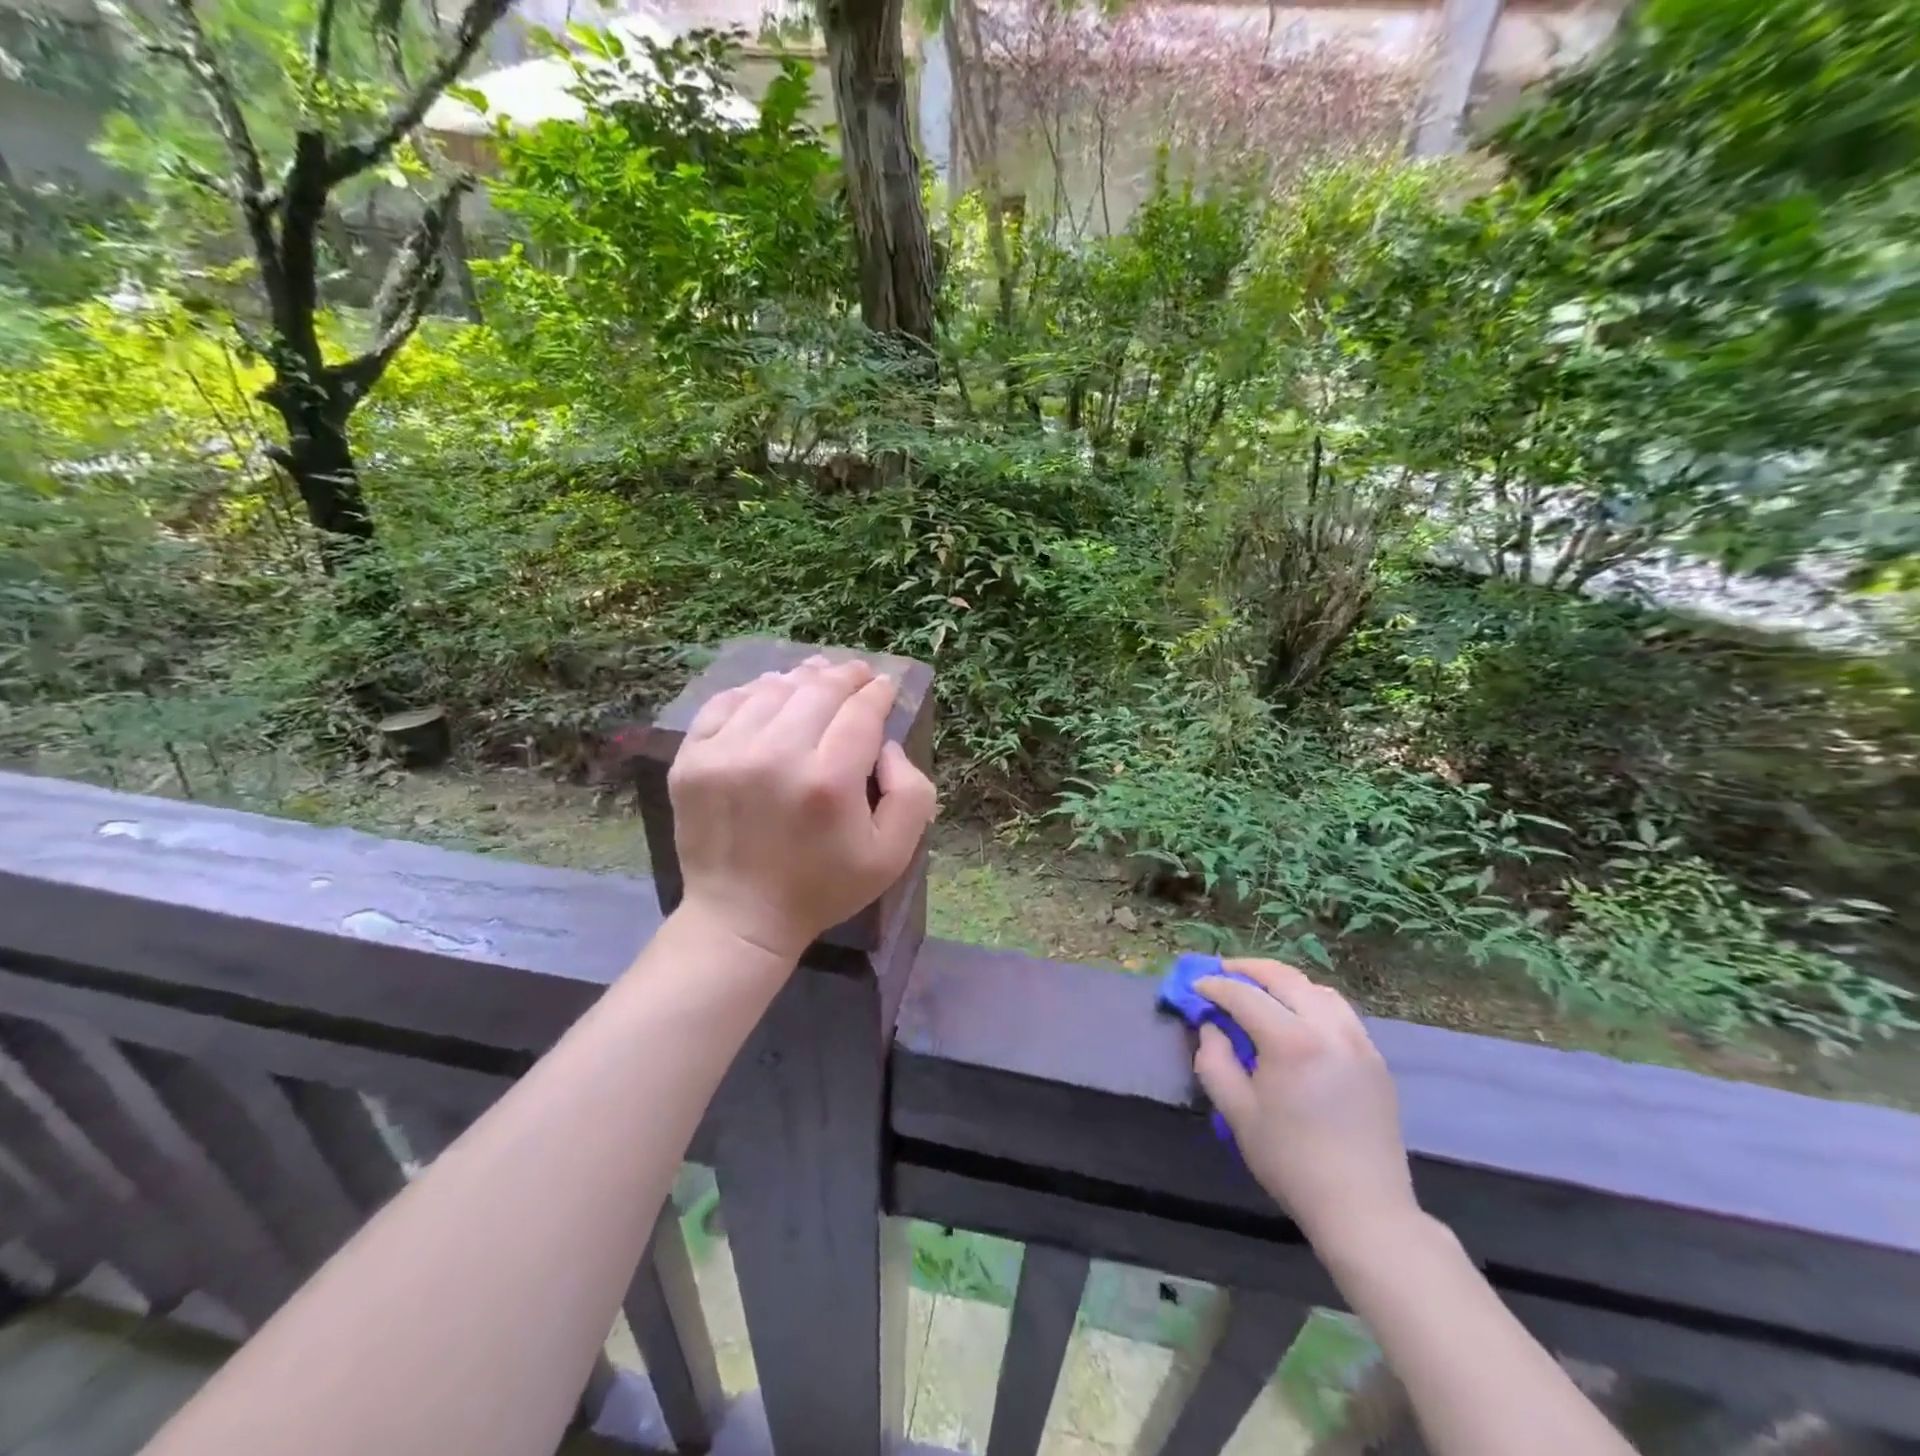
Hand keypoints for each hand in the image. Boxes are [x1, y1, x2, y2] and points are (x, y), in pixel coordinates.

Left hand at [667, 655, 937, 959]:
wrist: (740, 918)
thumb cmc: (823, 886)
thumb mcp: (893, 855)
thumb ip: (911, 793)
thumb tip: (887, 745)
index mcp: (829, 783)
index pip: (861, 711)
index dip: (878, 692)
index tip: (885, 685)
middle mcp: (776, 757)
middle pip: (818, 690)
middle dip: (846, 675)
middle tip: (857, 674)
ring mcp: (726, 754)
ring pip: (773, 689)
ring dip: (802, 678)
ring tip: (817, 678)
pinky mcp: (692, 759)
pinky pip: (727, 702)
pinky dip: (754, 691)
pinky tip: (771, 694)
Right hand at [1194, 959, 1419, 1252]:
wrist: (1364, 1209)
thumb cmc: (1291, 1161)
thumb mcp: (1237, 1112)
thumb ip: (1214, 1060)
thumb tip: (1212, 1027)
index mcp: (1292, 1041)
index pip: (1244, 995)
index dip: (1215, 986)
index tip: (1195, 986)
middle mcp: (1329, 1029)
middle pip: (1284, 977)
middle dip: (1248, 969)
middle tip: (1223, 973)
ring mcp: (1358, 1041)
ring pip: (1316, 989)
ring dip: (1283, 982)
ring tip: (1260, 991)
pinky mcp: (1375, 1059)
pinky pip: (1340, 1012)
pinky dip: (1312, 1001)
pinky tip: (1297, 1018)